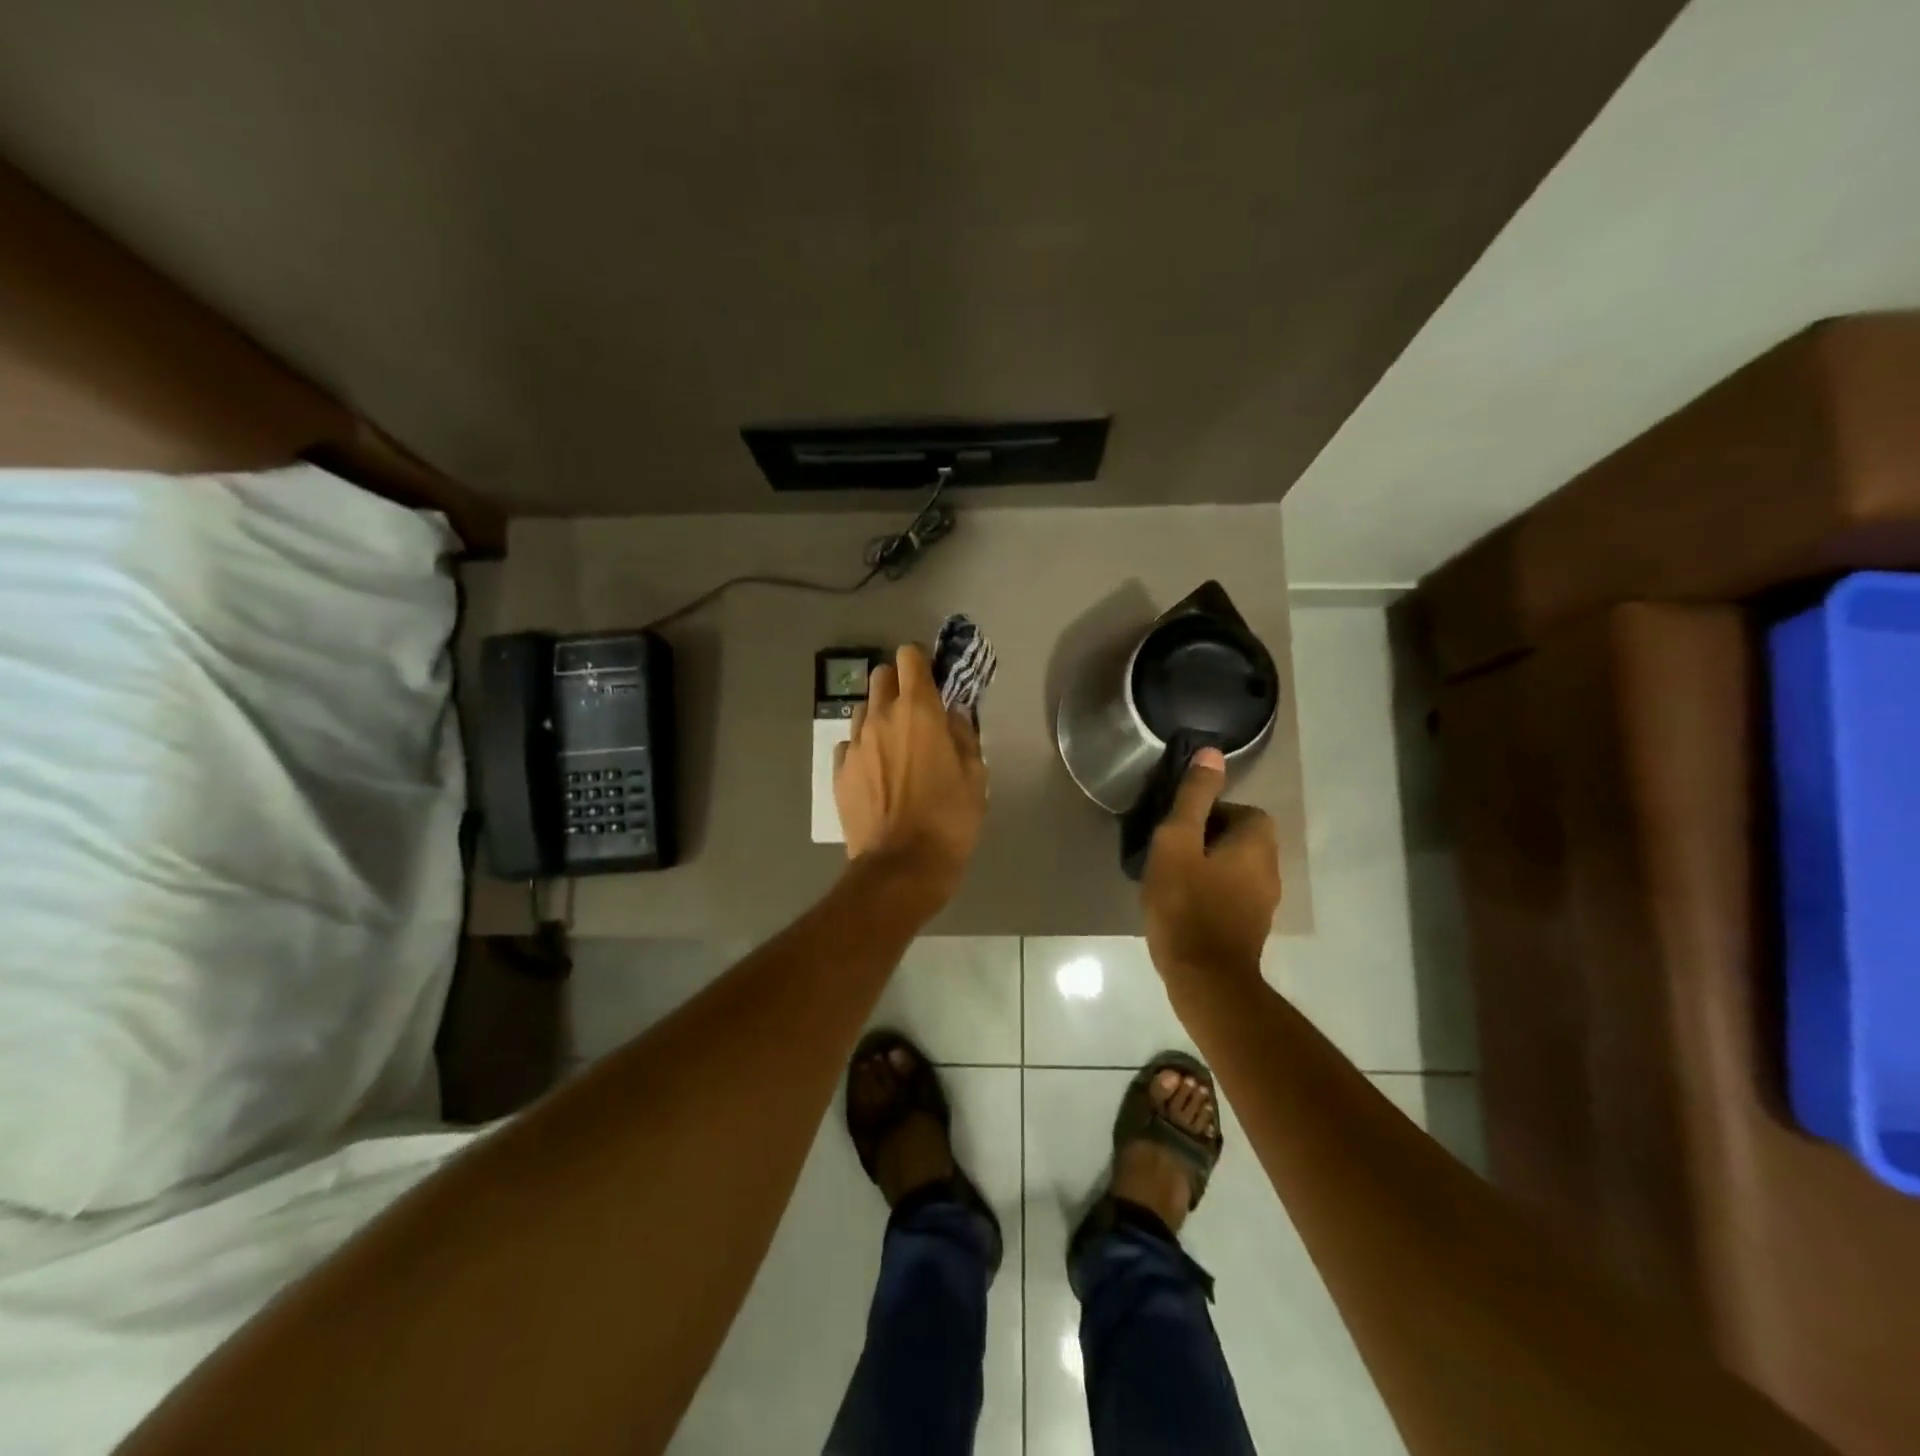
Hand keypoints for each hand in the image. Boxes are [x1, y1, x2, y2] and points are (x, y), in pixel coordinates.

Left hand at [834, 643, 987, 903]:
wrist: (902, 867)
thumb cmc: (949, 820)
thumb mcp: (975, 776)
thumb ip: (964, 735)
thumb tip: (953, 715)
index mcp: (918, 711)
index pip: (910, 657)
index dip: (922, 661)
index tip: (934, 680)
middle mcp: (881, 717)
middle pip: (881, 675)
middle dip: (899, 683)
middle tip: (916, 712)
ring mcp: (855, 744)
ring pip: (862, 708)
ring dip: (879, 715)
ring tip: (895, 745)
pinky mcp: (840, 771)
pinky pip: (850, 743)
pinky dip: (864, 747)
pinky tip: (877, 771)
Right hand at [1141, 747, 1281, 983]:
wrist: (1205, 978)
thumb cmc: (1186, 904)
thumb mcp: (1178, 842)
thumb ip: (1194, 797)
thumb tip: (1212, 752)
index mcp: (1257, 844)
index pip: (1242, 811)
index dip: (1210, 813)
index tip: (1179, 829)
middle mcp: (1270, 869)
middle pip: (1240, 838)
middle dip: (1208, 839)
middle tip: (1172, 853)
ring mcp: (1264, 903)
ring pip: (1236, 868)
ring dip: (1209, 867)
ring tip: (1174, 879)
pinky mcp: (1252, 929)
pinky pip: (1233, 894)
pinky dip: (1212, 892)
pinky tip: (1184, 906)